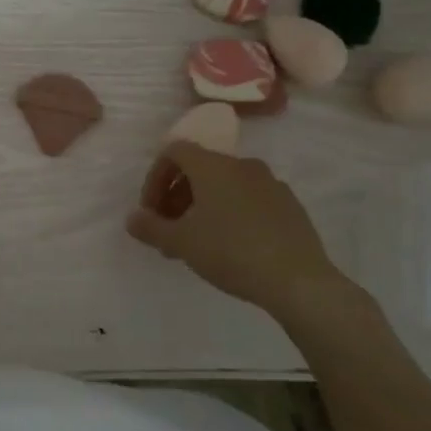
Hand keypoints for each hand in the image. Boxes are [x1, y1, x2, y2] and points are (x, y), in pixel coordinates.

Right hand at [126, 141, 347, 321]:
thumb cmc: (230, 252)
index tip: (151, 211)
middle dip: (177, 196)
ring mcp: (270, 183)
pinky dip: (231, 212)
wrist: (298, 280)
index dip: (155, 177)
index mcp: (213, 166)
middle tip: (169, 230)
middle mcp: (242, 165)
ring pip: (225, 185)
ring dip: (203, 206)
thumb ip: (150, 227)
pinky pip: (249, 199)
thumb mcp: (180, 243)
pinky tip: (231, 246)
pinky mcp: (289, 205)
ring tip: (197, 241)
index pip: (174, 151)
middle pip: (199, 168)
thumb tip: (132, 219)